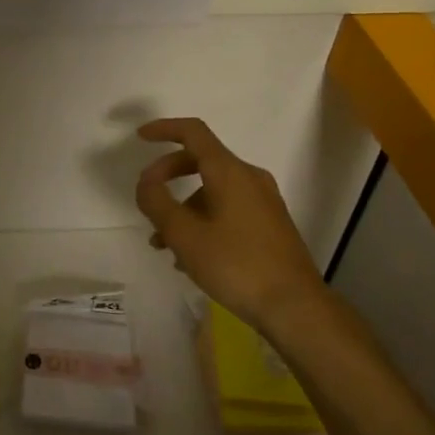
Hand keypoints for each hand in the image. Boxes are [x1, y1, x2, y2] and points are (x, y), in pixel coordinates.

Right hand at [135, 117, 330, 333]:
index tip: (140, 138)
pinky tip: (190, 256)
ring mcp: (263, 201)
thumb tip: (146, 181)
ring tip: (163, 243)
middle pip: (201, 160)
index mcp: (230, 172)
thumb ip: (157, 202)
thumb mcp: (185, 235)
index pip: (193, 132)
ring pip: (213, 190)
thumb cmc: (236, 265)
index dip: (164, 129)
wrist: (295, 306)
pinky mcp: (270, 224)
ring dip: (183, 207)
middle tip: (147, 199)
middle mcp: (249, 178)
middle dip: (168, 175)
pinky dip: (203, 219)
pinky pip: (228, 208)